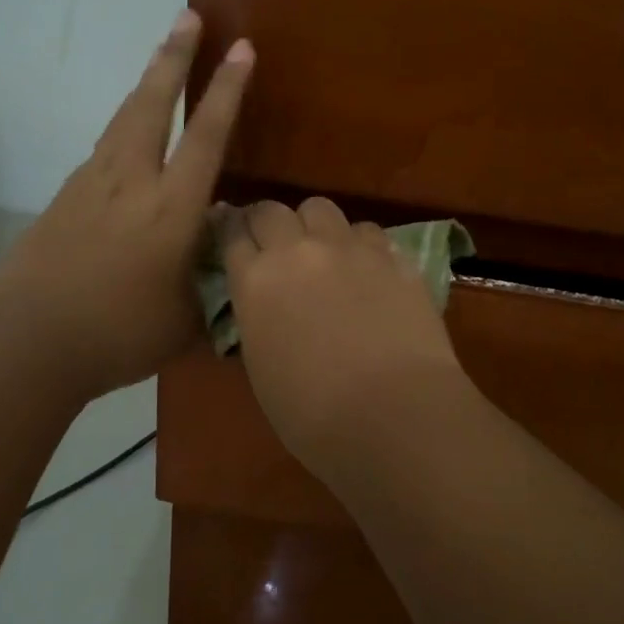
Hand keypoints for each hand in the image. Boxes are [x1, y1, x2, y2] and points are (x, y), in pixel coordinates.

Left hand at [0, 10, 253, 400]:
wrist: (28, 340)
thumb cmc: (117, 333)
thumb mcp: (185, 318)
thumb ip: (210, 280)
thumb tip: (221, 248)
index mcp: (170, 209)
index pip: (207, 136)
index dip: (226, 90)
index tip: (240, 48)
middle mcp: (131, 182)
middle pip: (152, 104)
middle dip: (174, 56)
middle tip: (188, 16)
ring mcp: (91, 184)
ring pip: (122, 119)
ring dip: (145, 84)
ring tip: (160, 59)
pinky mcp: (64, 197)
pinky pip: (102, 149)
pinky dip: (122, 128)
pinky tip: (127, 138)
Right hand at [220, 197, 468, 483]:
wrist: (391, 415)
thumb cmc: (313, 414)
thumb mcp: (262, 367)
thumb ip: (258, 320)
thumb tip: (266, 306)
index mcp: (256, 281)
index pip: (231, 234)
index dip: (229, 230)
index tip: (230, 233)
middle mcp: (299, 251)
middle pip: (273, 210)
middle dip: (268, 223)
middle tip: (275, 245)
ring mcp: (350, 249)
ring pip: (322, 208)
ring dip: (315, 226)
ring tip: (325, 252)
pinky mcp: (394, 257)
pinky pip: (368, 232)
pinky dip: (360, 244)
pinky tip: (368, 269)